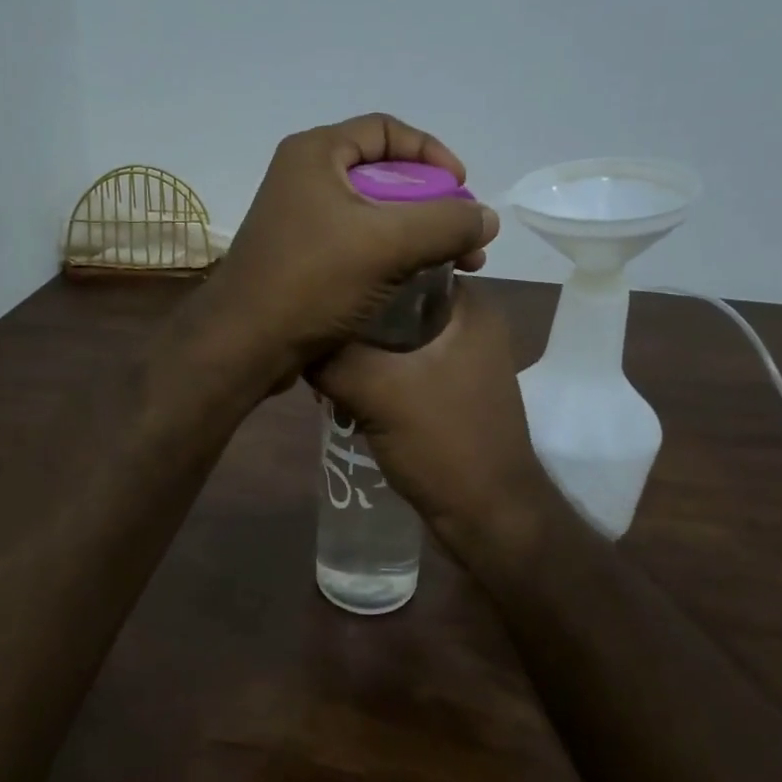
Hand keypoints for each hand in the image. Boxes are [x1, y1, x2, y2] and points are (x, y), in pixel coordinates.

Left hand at [200, 114, 498, 385]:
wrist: (244, 344)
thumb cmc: (311, 281)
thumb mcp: (388, 244)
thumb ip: (446, 224)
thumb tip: (487, 218)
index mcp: (316, 154)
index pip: (386, 130)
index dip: (431, 154)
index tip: (462, 188)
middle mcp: (304, 178)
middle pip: (383, 174)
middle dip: (432, 204)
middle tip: (464, 236)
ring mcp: (300, 220)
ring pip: (373, 214)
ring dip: (417, 235)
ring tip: (455, 265)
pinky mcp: (301, 258)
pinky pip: (357, 244)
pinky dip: (391, 256)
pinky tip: (417, 280)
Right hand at [312, 282, 557, 558]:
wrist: (490, 517)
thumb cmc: (445, 443)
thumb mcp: (379, 392)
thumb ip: (332, 358)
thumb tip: (292, 338)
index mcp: (469, 307)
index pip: (404, 264)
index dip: (360, 273)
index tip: (318, 292)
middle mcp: (470, 325)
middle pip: (396, 304)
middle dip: (354, 321)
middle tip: (312, 333)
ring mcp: (462, 361)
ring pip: (395, 339)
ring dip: (360, 352)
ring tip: (320, 364)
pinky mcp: (449, 392)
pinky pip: (402, 368)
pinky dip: (374, 374)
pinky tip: (341, 390)